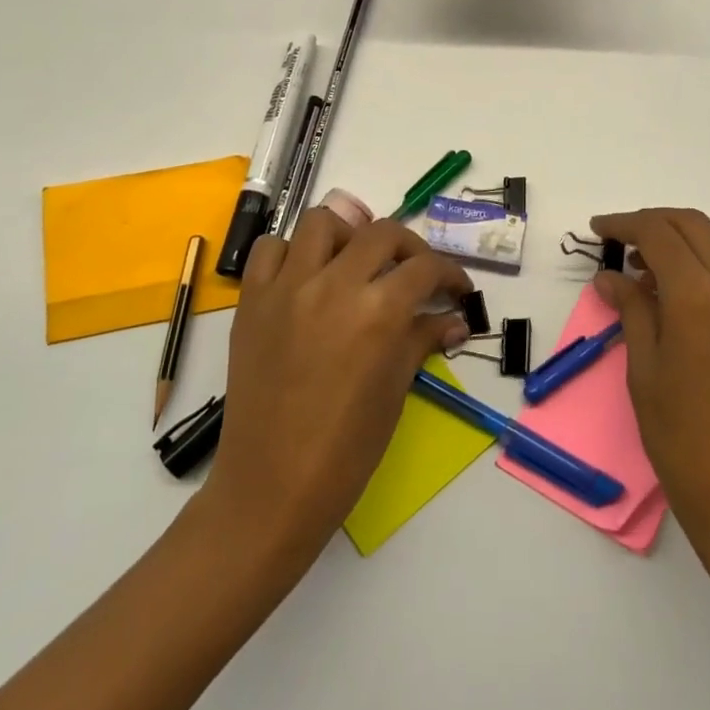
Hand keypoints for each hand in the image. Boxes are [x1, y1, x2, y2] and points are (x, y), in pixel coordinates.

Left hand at [203, 211, 472, 564]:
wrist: (272, 486)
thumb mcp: (395, 390)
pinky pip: (270, 250)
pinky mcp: (252, 300)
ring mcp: (287, 288)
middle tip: (416, 274)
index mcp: (378, 312)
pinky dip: (293, 253)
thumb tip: (455, 321)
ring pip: (322, 223)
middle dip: (410, 249)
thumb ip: (423, 339)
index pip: (425, 268)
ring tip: (357, 264)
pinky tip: (306, 278)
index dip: (451, 274)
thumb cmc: (346, 449)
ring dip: (349, 236)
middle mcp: (333, 285)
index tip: (457, 290)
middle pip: (382, 233)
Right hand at [591, 208, 709, 555]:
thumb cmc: (681, 435)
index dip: (625, 224)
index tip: (597, 229)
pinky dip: (699, 259)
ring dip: (678, 237)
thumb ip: (630, 309)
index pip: (659, 233)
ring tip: (639, 264)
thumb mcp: (643, 368)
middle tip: (617, 238)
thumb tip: (609, 276)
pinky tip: (670, 288)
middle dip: (652, 221)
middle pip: (692, 224)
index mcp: (699, 295)